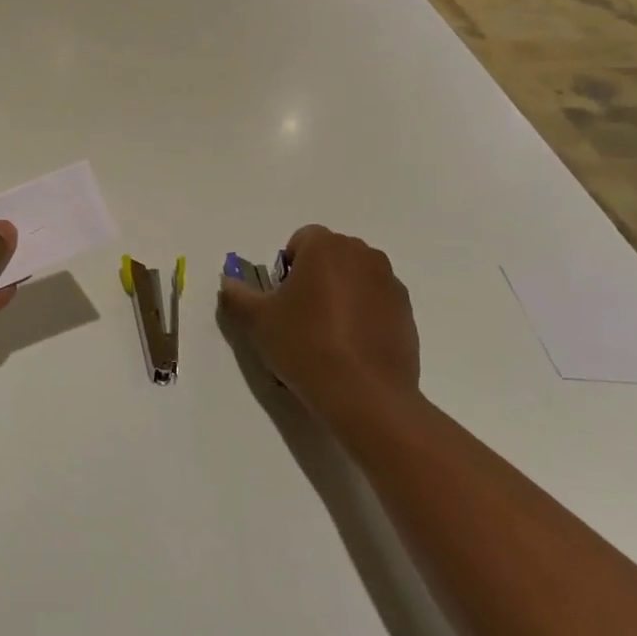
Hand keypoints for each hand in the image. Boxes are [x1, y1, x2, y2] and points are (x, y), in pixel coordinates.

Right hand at [217, 227, 420, 426]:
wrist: (365, 395)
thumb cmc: (305, 345)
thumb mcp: (256, 321)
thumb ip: (236, 295)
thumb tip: (229, 284)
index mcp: (326, 247)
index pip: (300, 240)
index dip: (285, 267)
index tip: (280, 299)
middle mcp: (363, 255)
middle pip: (329, 257)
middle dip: (313, 278)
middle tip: (298, 316)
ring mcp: (390, 284)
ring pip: (354, 279)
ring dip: (338, 296)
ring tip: (325, 336)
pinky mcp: (407, 313)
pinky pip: (375, 303)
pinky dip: (362, 316)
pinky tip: (350, 349)